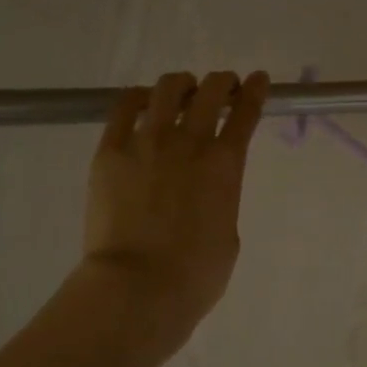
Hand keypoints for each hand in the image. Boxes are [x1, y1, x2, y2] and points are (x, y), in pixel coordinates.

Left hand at [83, 70, 269, 327]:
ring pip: (168, 89)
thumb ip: (221, 200)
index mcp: (225, 164)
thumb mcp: (228, 234)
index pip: (246, 112)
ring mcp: (147, 142)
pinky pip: (123, 107)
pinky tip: (142, 101)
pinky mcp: (110, 151)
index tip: (257, 79)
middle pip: (210, 91)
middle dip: (221, 82)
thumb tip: (207, 190)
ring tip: (181, 91)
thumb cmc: (194, 275)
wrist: (137, 288)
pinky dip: (138, 97)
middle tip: (221, 88)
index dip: (254, 90)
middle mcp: (190, 142)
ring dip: (182, 84)